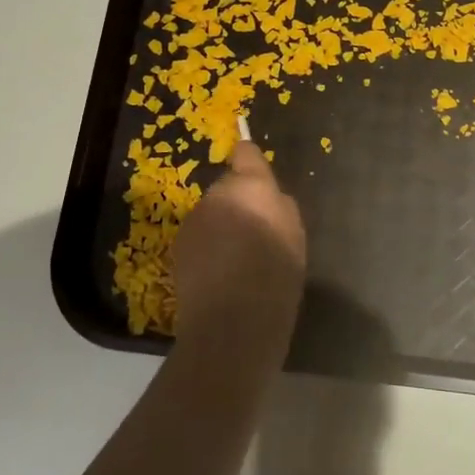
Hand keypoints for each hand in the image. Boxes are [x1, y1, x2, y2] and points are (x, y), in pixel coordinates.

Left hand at [172, 140, 306, 361]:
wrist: (233, 321)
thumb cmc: (276, 274)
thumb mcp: (295, 235)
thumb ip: (280, 206)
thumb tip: (269, 198)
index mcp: (249, 187)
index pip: (246, 154)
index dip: (250, 159)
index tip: (253, 164)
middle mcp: (215, 196)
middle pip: (228, 189)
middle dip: (239, 203)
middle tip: (257, 232)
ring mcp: (193, 222)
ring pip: (211, 215)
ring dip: (222, 227)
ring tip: (239, 259)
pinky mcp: (178, 249)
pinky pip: (199, 239)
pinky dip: (208, 249)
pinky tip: (221, 275)